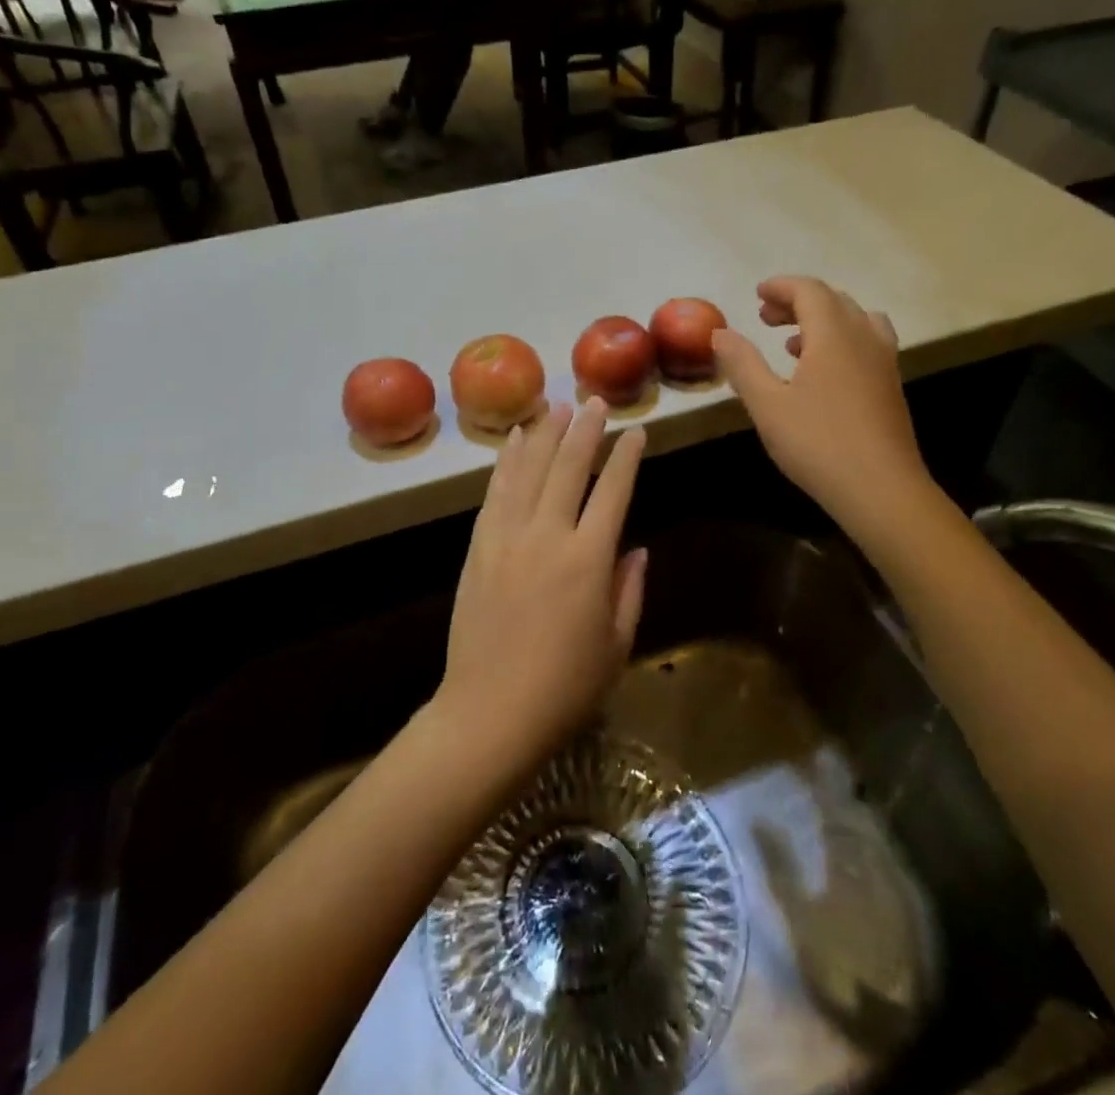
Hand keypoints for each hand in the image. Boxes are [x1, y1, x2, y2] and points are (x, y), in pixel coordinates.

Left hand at [437, 400, 647, 775]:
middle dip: (585, 430)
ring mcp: (507, 538)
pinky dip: (507, 462)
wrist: (490, 713)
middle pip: (568, 468)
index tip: (637, 431)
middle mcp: (547, 536)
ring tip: (557, 406)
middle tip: (595, 401)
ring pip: (529, 471)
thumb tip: (635, 548)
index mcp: (588, 560)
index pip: (613, 492)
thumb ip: (629, 589)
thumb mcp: (616, 644)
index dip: (627, 458)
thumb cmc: (565, 688)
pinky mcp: (478, 547)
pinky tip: (515, 441)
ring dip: (545, 434)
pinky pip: (495, 494)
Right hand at [712, 276, 934, 528]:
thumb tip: (720, 332)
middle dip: (797, 301)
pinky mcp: (891, 387)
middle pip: (833, 300)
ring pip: (855, 320)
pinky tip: (821, 374)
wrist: (882, 490)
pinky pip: (866, 343)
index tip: (756, 295)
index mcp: (833, 335)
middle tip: (765, 318)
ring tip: (792, 343)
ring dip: (822, 320)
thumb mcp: (767, 405)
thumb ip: (742, 364)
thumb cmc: (818, 444)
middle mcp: (864, 338)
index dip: (781, 287)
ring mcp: (884, 362)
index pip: (809, 291)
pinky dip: (841, 341)